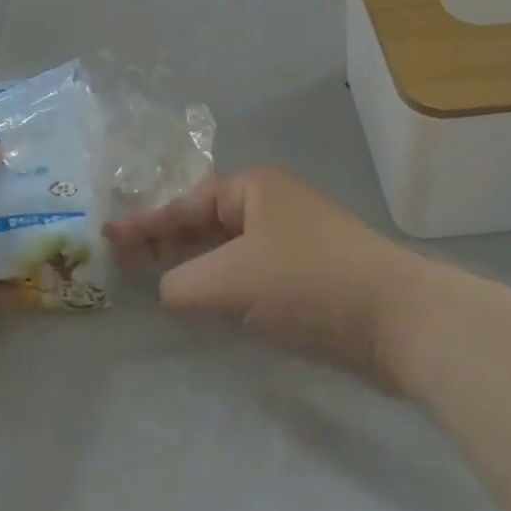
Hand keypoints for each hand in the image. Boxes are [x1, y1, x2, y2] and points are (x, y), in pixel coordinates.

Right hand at [106, 169, 431, 387]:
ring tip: (155, 281)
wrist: (401, 321)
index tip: (109, 238)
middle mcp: (274, 205)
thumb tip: (168, 290)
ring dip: (194, 264)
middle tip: (126, 262)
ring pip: (229, 249)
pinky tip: (206, 304)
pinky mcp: (311, 276)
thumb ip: (183, 283)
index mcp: (255, 189)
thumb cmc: (308, 283)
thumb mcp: (231, 280)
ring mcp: (295, 240)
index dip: (146, 221)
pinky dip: (224, 284)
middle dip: (166, 240)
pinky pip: (252, 273)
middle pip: (206, 220)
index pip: (187, 202)